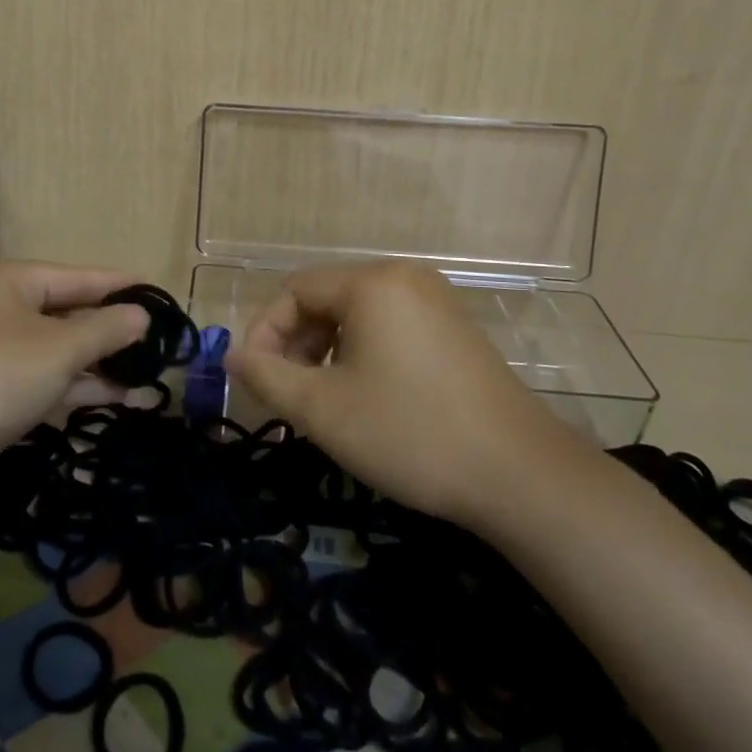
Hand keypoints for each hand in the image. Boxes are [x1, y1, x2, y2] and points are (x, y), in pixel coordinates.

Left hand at [0, 261, 149, 490]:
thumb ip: (106, 329)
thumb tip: (141, 315)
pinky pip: (43, 376)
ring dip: (99, 363)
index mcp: (11, 281)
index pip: (78, 276)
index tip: (157, 291)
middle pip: (67, 311)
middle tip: (156, 339)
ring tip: (147, 374)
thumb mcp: (61, 349)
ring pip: (57, 349)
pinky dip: (76, 385)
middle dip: (111, 330)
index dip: (120, 285)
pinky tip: (117, 398)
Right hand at [227, 261, 580, 523]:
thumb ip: (264, 375)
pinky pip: (388, 327)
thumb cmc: (409, 433)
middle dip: (295, 345)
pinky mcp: (454, 328)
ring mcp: (435, 301)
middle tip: (288, 395)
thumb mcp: (321, 408)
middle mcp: (404, 277)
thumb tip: (231, 355)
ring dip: (326, 352)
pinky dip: (362, 354)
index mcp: (371, 283)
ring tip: (323, 401)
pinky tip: (365, 397)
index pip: (293, 291)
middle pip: (325, 299)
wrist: (520, 475)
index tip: (254, 382)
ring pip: (356, 315)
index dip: (264, 334)